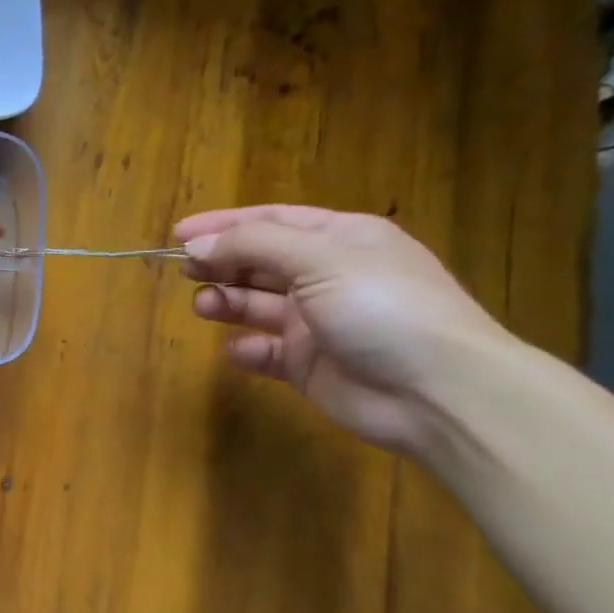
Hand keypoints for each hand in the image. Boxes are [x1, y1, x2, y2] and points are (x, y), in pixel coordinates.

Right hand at [175, 205, 514, 455]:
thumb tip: (197, 245)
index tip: (178, 233)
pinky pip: (265, 351)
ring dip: (226, 301)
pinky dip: (246, 348)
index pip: (272, 221)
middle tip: (184, 271)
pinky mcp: (308, 365)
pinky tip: (237, 348)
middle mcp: (328, 276)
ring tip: (203, 306)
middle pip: (260, 261)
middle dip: (221, 263)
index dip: (224, 224)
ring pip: (257, 304)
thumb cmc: (383, 307)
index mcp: (341, 240)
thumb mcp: (320, 259)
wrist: (436, 391)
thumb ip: (253, 246)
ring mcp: (317, 323)